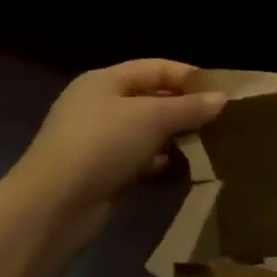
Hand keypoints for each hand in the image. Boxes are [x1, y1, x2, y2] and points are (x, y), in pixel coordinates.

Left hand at [7, 60, 226, 241]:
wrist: (52, 208)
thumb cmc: (102, 145)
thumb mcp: (152, 118)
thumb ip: (189, 107)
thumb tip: (222, 98)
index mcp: (105, 81)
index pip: (157, 67)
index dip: (191, 77)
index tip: (223, 92)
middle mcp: (101, 106)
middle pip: (154, 99)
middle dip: (188, 109)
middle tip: (223, 121)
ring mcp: (101, 142)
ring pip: (150, 132)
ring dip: (179, 138)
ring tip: (213, 145)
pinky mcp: (104, 173)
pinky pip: (143, 160)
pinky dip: (165, 163)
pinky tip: (189, 170)